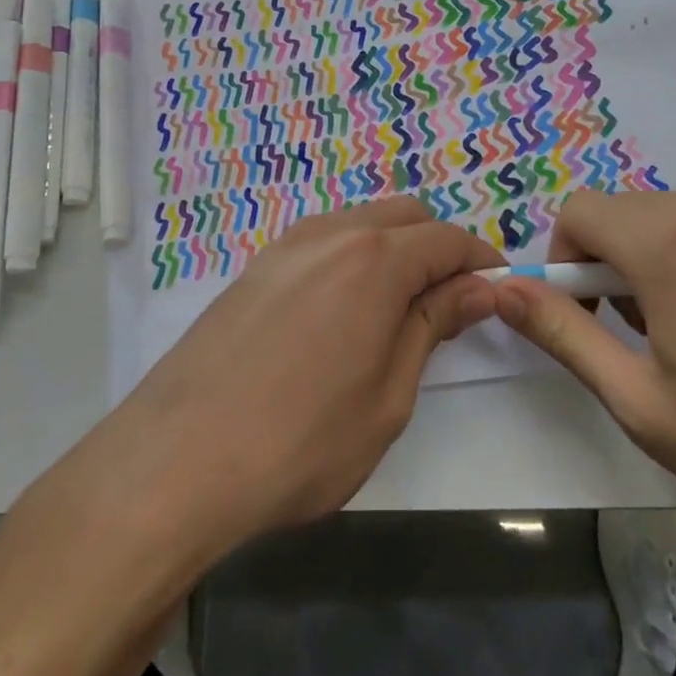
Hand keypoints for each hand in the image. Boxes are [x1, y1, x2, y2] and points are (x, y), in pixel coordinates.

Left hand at [74, 198, 501, 554]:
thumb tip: (478, 288)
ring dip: (395, 247)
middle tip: (452, 300)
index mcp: (375, 260)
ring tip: (401, 304)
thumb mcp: (388, 395)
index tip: (498, 291)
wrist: (177, 461)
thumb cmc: (301, 441)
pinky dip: (353, 255)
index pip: (447, 239)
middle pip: (406, 215)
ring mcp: (286, 245)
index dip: (481, 261)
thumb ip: (432, 325)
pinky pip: (323, 240)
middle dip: (440, 246)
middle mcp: (332, 234)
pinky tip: (345, 306)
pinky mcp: (256, 267)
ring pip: (362, 221)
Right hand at [492, 191, 675, 532]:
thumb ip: (560, 334)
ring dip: (670, 263)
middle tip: (650, 338)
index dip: (567, 261)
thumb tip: (499, 288)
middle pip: (632, 215)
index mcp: (666, 240)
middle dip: (618, 265)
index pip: (579, 211)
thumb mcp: (640, 400)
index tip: (592, 315)